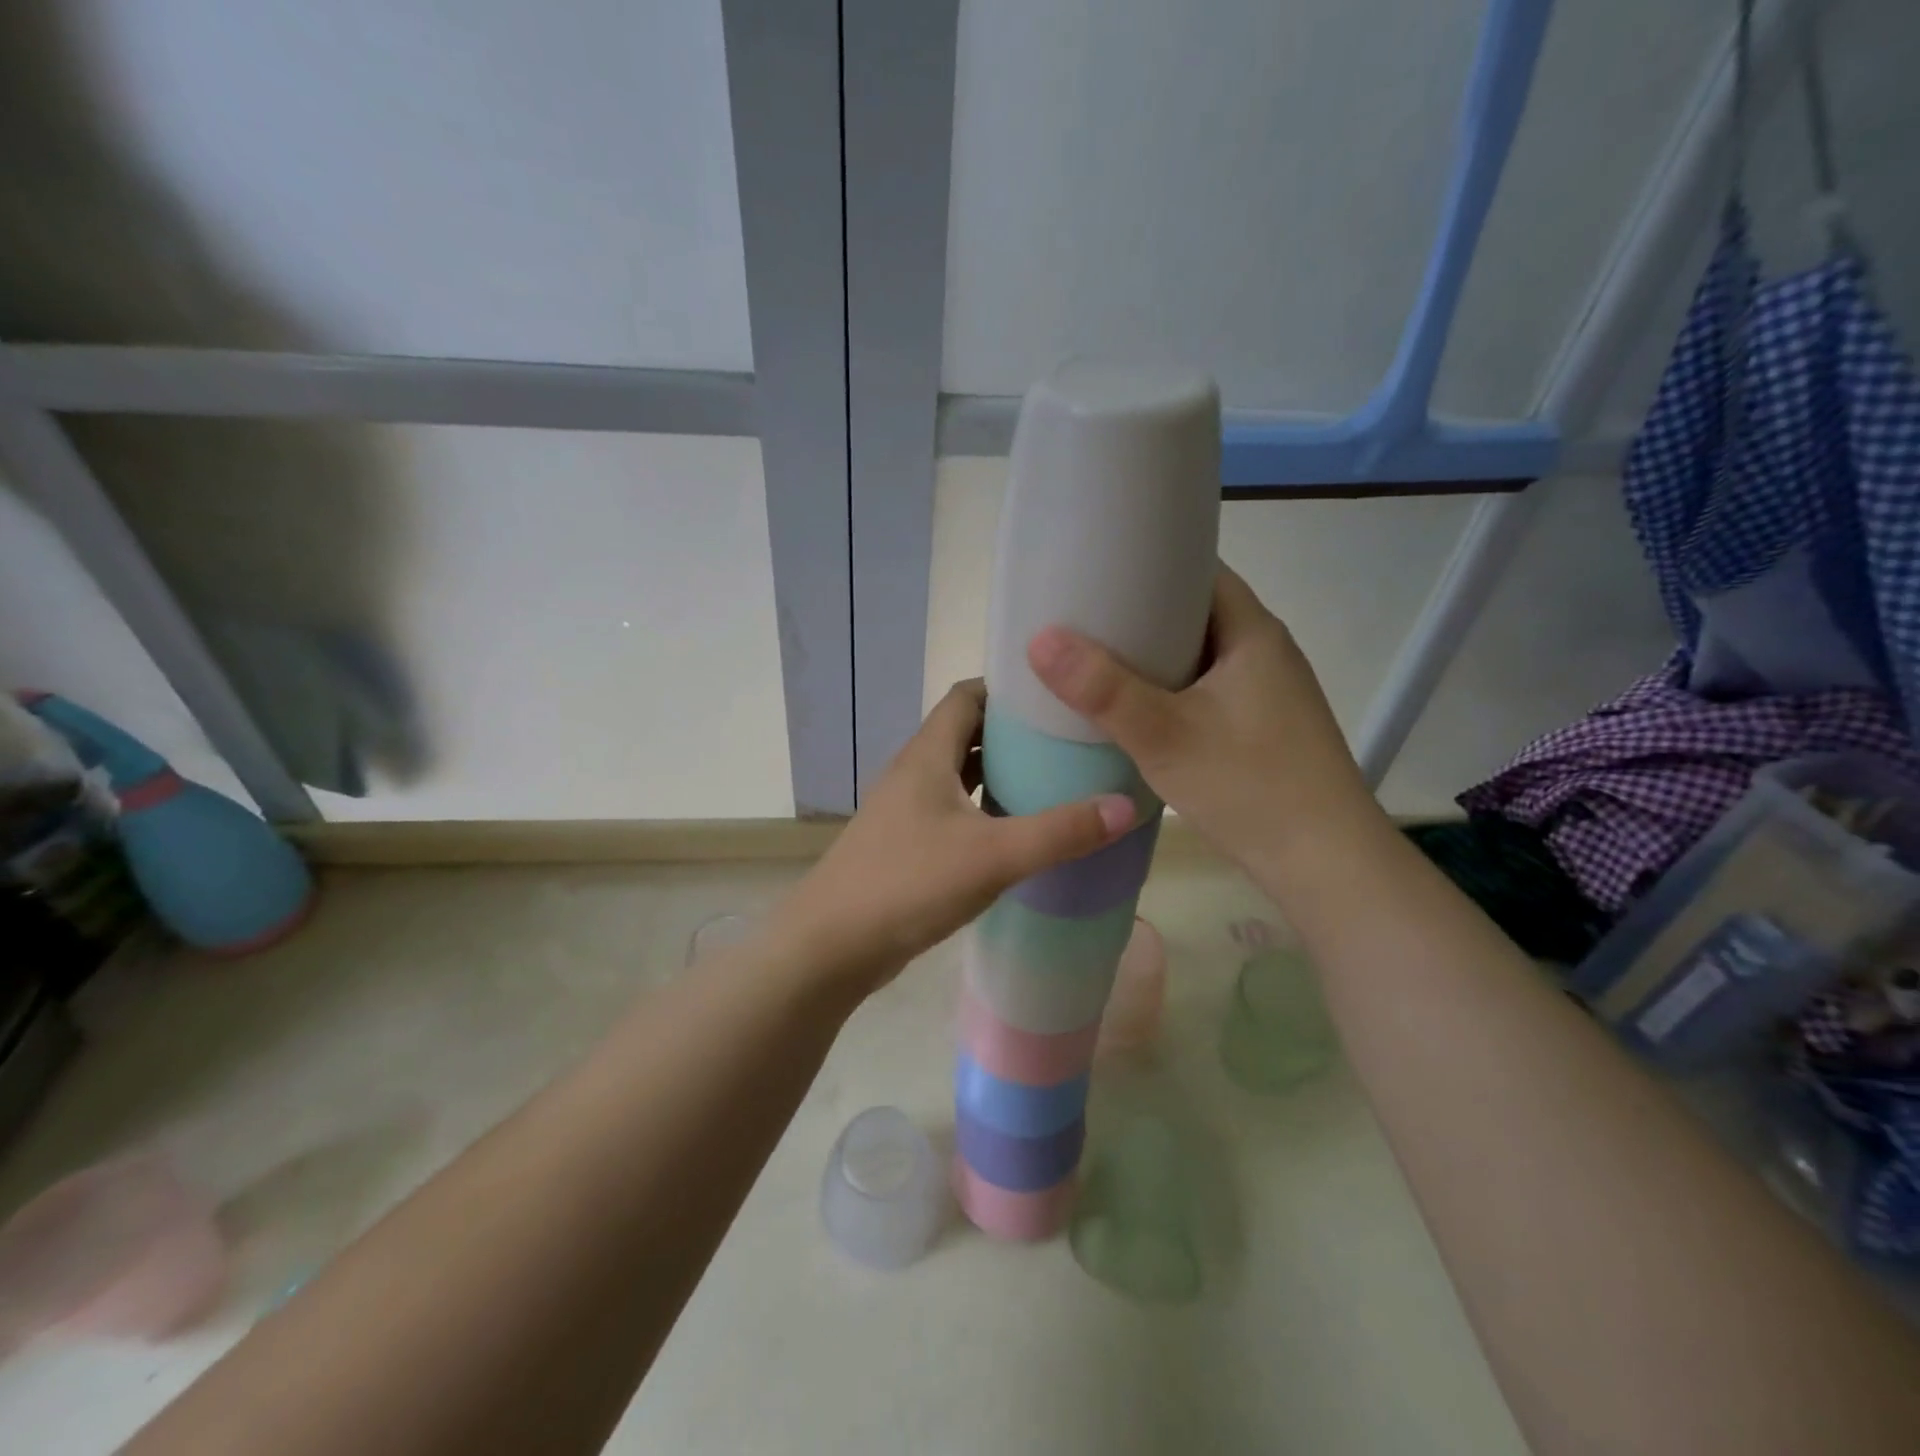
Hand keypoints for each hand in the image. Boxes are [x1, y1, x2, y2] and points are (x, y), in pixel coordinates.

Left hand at [771, 681, 1135, 995]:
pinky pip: (953, 812)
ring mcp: (906, 810)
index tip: (1057, 695)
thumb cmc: (908, 884)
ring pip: (960, 776)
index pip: (968, 695)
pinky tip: (1016, 834)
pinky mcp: (906, 844)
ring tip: (1055, 783)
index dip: (1008, 687)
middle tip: (1070, 742)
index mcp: (928, 755)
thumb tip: (1126, 806)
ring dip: (1000, 774)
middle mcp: (914, 772)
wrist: (830, 946)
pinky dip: (985, 811)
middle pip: (967, 733)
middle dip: (1015, 733)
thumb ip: (1060, 832)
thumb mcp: (993, 856)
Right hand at [1026, 564, 1380, 874]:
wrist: (1324, 864)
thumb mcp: (1165, 735)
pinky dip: (1169, 691)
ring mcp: (1267, 694)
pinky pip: (1205, 691)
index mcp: (1253, 633)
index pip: (1199, 570)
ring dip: (1153, 657)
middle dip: (1140, 613)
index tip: (1096, 569)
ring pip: (1199, 657)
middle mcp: (1265, 653)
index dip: (1149, 562)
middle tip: (1082, 618)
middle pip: (1195, 614)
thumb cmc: (1249, 786)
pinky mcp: (1262, 729)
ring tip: (1096, 661)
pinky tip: (1134, 711)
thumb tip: (1040, 639)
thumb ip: (1103, 689)